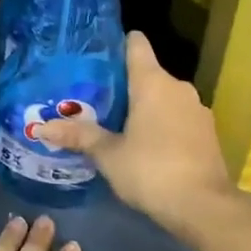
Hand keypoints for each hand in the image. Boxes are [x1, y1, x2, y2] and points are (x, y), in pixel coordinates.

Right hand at [34, 31, 233, 242]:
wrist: (204, 206)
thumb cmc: (151, 170)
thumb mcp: (109, 155)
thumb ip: (79, 136)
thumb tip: (42, 128)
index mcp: (152, 82)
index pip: (136, 44)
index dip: (118, 44)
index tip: (98, 56)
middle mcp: (177, 87)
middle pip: (148, 72)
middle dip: (125, 84)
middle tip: (96, 100)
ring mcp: (197, 108)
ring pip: (165, 96)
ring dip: (146, 106)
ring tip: (118, 123)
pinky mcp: (208, 131)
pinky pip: (179, 116)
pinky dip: (164, 123)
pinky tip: (148, 145)